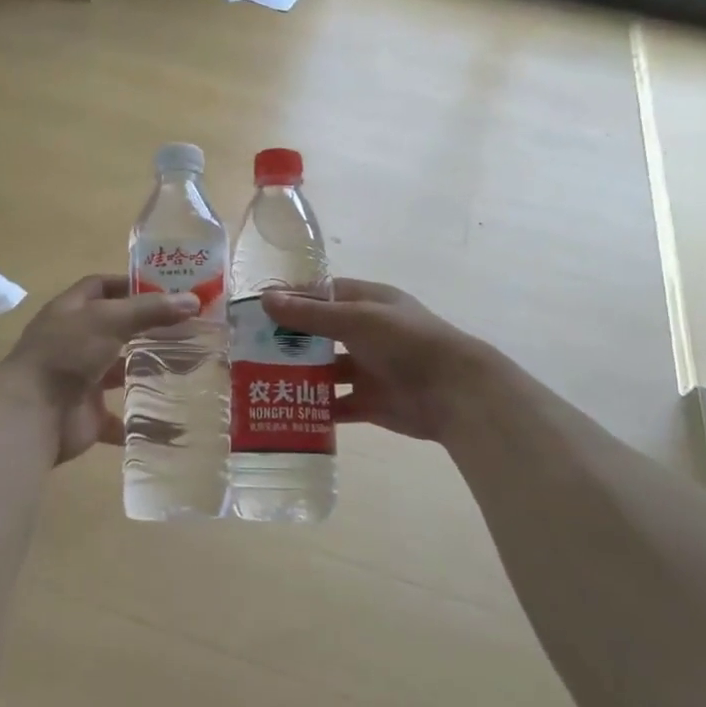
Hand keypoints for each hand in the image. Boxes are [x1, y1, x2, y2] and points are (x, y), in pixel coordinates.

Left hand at [0, 274, 199, 463]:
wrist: (33, 413)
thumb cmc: (67, 353)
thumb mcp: (109, 320)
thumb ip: (150, 310)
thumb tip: (193, 300)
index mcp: (70, 312)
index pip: (100, 287)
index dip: (130, 285)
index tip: (167, 289)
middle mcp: (73, 343)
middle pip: (114, 330)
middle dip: (147, 329)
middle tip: (188, 328)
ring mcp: (80, 380)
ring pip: (118, 372)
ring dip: (146, 371)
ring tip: (188, 367)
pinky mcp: (88, 415)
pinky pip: (121, 418)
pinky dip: (142, 419)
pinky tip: (173, 416)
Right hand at [262, 279, 500, 444]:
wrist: (454, 392)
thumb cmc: (405, 342)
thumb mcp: (355, 320)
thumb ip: (310, 315)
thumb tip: (266, 299)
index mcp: (367, 303)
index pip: (322, 295)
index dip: (292, 301)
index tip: (257, 311)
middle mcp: (367, 333)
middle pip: (320, 334)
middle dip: (290, 341)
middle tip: (250, 350)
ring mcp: (369, 369)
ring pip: (326, 371)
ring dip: (300, 376)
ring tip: (261, 381)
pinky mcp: (371, 402)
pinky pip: (337, 405)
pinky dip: (316, 408)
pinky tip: (288, 411)